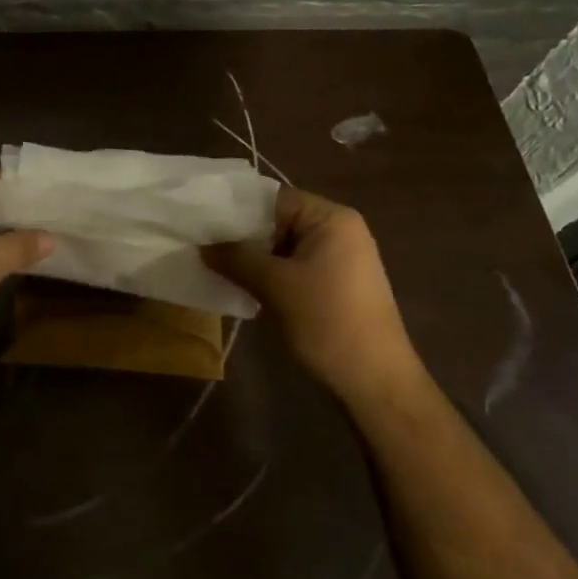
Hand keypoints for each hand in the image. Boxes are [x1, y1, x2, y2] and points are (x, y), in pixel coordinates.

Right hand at [203, 187, 416, 389]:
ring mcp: (340, 258)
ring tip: (216, 268)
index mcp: (331, 218)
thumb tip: (202, 246)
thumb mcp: (274, 286)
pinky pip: (294, 266)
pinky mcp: (336, 283)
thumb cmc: (327, 321)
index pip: (273, 198)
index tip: (202, 225)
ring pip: (283, 246)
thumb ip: (235, 259)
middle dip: (242, 236)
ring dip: (253, 258)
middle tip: (203, 248)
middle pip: (278, 220)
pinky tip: (243, 287)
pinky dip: (269, 273)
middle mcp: (338, 230)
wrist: (375, 380)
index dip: (236, 210)